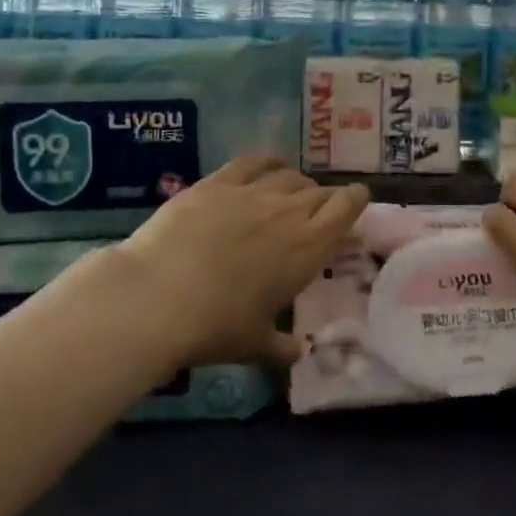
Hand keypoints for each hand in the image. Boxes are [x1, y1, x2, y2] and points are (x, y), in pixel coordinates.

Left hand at [116, 157, 368, 369]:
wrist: (158, 296)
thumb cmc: (215, 327)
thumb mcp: (254, 344)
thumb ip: (281, 346)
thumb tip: (298, 353)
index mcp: (308, 248)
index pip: (346, 208)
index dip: (355, 200)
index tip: (357, 201)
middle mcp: (288, 212)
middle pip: (319, 192)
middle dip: (325, 198)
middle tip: (320, 211)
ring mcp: (252, 193)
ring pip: (289, 177)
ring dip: (298, 183)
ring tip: (294, 191)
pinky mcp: (218, 183)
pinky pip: (252, 164)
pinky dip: (267, 162)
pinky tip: (270, 164)